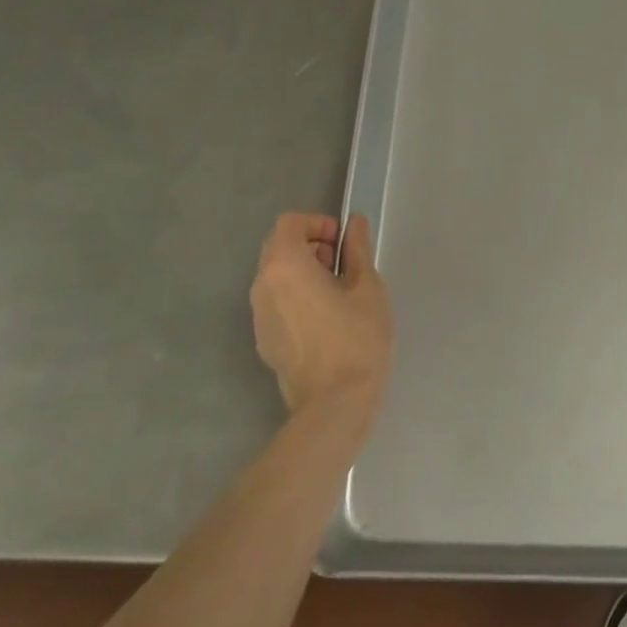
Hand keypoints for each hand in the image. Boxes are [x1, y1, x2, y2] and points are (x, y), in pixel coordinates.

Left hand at [249, 212, 394, 416]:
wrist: (334, 404)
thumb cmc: (356, 339)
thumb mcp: (367, 288)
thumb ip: (357, 249)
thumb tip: (353, 224)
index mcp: (285, 266)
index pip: (289, 223)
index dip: (317, 223)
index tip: (342, 242)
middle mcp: (262, 285)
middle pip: (279, 247)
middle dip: (310, 245)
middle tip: (343, 265)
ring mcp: (258, 315)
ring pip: (276, 275)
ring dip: (303, 270)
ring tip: (337, 292)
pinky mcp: (263, 339)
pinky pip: (276, 301)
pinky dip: (296, 295)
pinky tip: (324, 319)